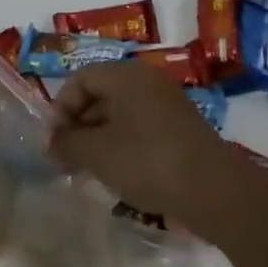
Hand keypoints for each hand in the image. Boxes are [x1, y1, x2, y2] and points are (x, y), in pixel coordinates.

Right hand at [52, 61, 250, 238]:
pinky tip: (119, 173)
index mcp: (125, 75)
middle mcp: (147, 80)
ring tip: (89, 169)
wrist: (215, 191)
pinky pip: (141, 127)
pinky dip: (123, 144)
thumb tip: (53, 142)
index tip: (54, 141)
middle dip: (78, 125)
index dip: (60, 108)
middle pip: (100, 94)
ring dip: (99, 137)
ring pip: (120, 113)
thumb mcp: (96, 153)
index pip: (80, 79)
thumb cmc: (147, 162)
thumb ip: (67, 143)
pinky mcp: (182, 128)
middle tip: (66, 158)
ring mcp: (168, 104)